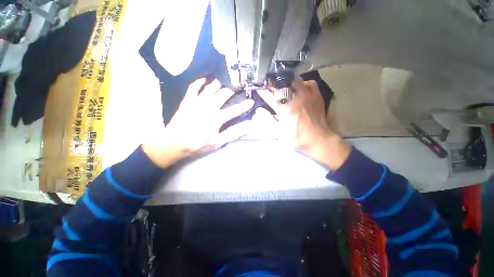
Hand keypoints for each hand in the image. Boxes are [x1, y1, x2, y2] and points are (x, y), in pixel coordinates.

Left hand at [143, 78, 253, 167]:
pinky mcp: (187, 100)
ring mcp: (197, 101)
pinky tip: (205, 79)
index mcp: (217, 118)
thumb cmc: (197, 144)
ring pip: (211, 87)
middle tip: (238, 86)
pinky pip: (194, 87)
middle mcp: (209, 106)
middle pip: (224, 94)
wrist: (173, 143)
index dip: (244, 106)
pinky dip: (200, 81)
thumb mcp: (217, 142)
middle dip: (233, 89)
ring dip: (220, 83)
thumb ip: (232, 133)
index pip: (235, 110)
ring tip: (226, 80)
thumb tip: (247, 127)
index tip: (251, 102)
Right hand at [257, 78, 350, 169]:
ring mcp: (307, 96)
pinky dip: (303, 84)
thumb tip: (260, 110)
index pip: (271, 96)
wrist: (318, 140)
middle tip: (272, 90)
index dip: (263, 92)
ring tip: (286, 89)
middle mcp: (296, 99)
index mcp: (285, 109)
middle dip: (275, 86)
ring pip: (296, 81)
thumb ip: (269, 120)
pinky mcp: (317, 96)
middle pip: (283, 85)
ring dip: (288, 84)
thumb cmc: (297, 138)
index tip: (259, 90)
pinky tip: (301, 90)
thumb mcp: (279, 132)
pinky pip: (310, 83)